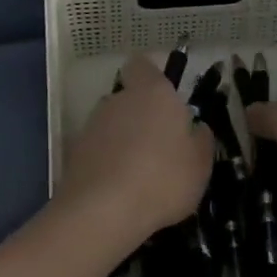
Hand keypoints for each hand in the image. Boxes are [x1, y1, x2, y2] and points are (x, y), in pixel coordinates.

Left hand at [52, 56, 211, 250]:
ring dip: (123, 140)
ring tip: (140, 175)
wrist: (103, 211)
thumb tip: (195, 126)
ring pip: (112, 124)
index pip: (142, 64)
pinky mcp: (75, 151)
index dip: (151, 76)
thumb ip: (200, 138)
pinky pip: (98, 149)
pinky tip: (119, 188)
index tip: (165, 98)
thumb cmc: (163, 179)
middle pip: (128, 97)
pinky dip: (107, 161)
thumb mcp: (201, 163)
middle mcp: (118, 99)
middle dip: (141, 116)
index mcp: (152, 92)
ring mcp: (92, 124)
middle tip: (160, 146)